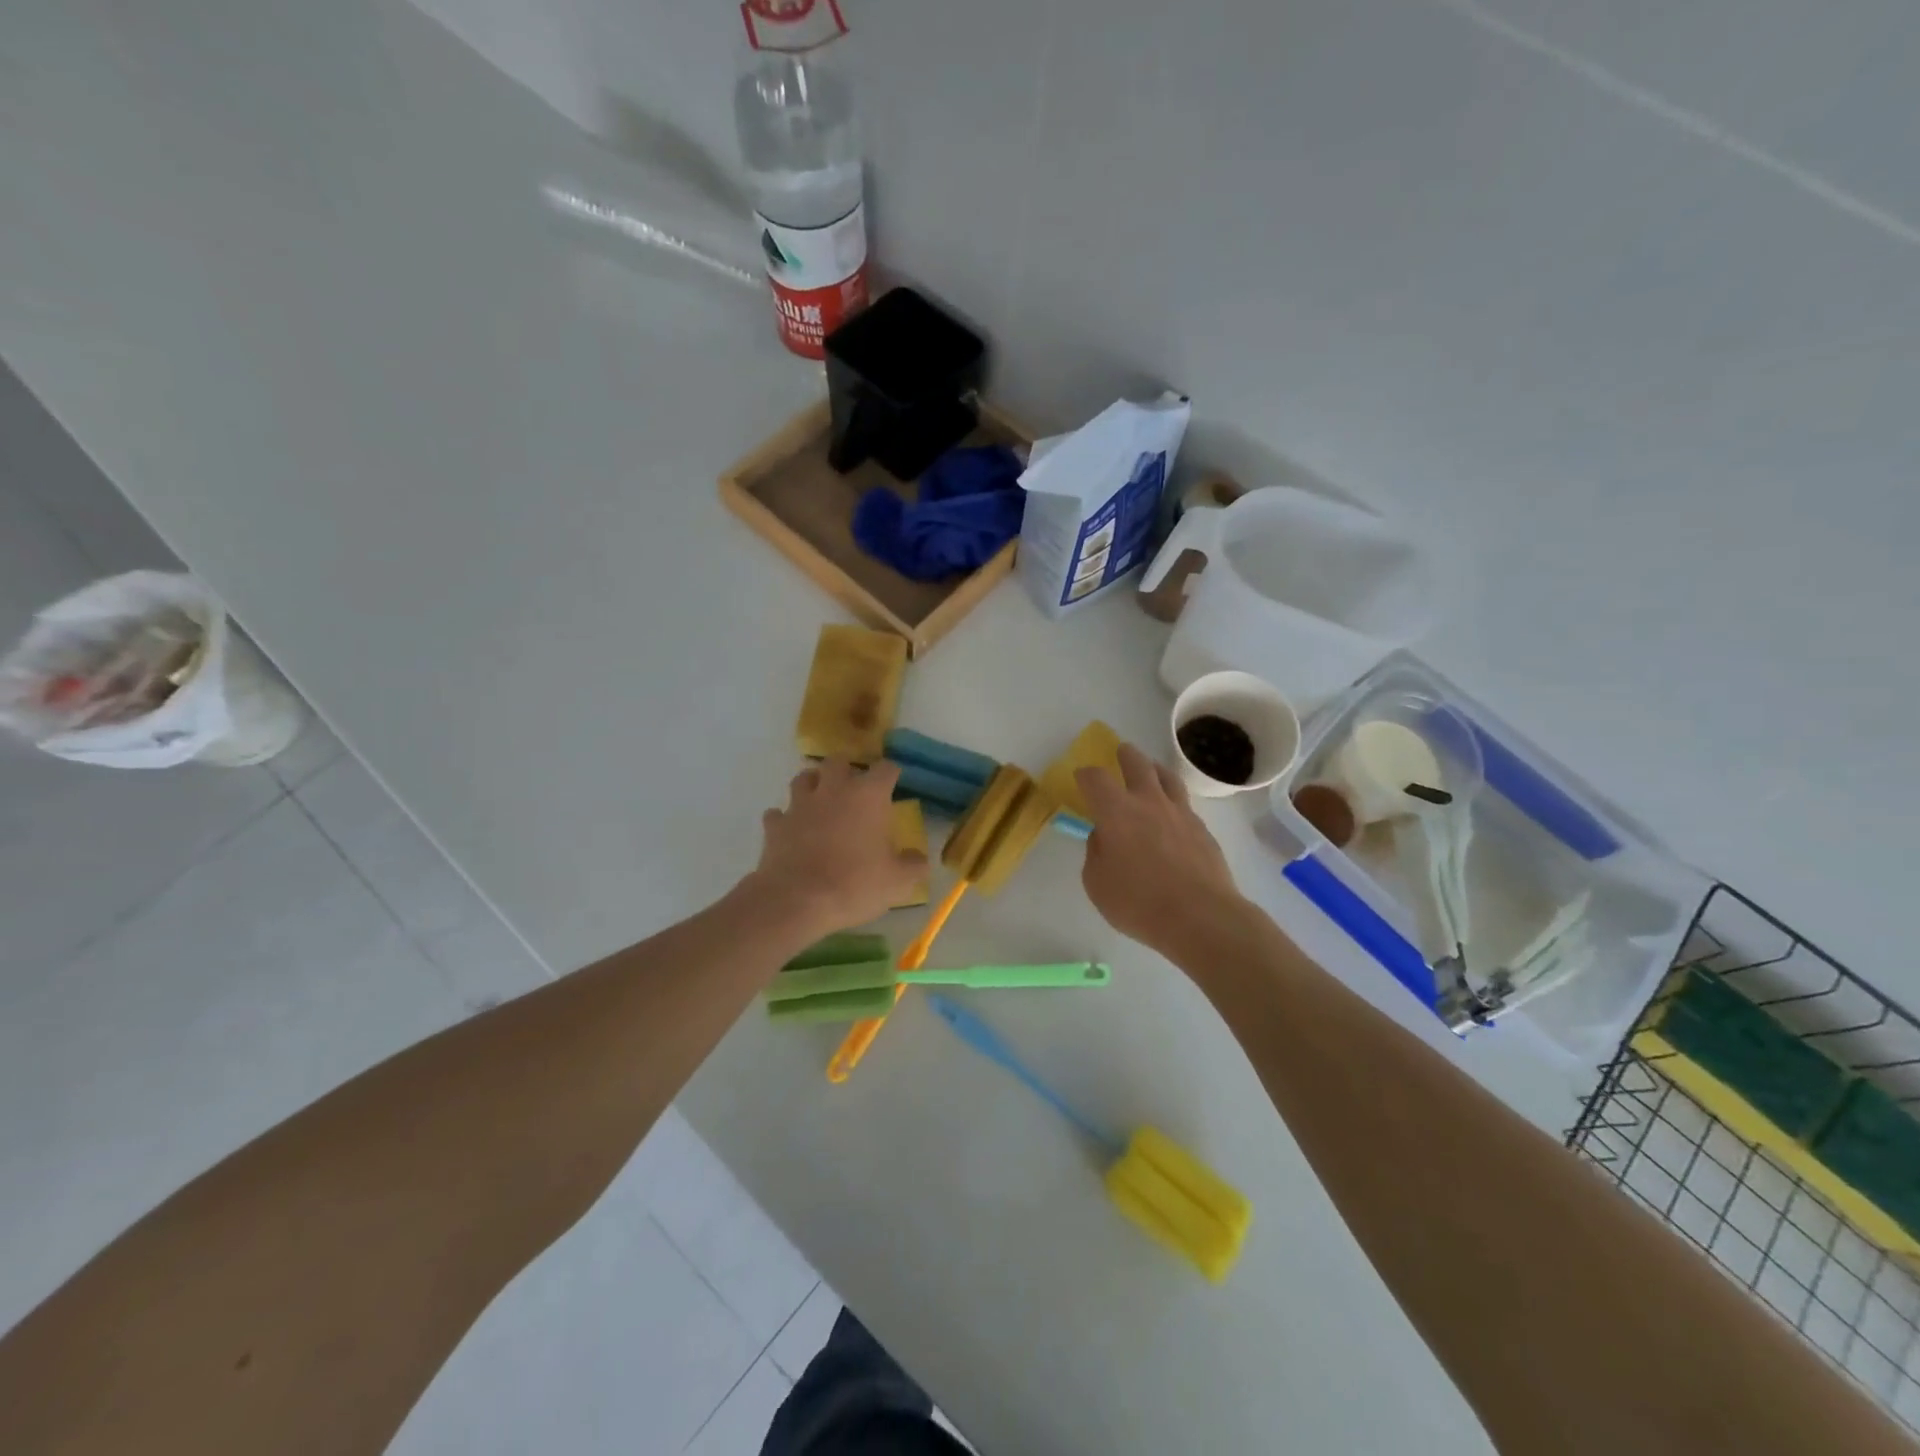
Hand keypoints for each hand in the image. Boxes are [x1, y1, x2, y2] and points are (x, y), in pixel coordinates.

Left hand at [750, 758, 925, 942]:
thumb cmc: (855, 885)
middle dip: (847, 769)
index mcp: (868, 796)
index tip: (894, 782)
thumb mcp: (898, 882)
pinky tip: (791, 831)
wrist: (796, 901)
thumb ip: (913, 865)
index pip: (885, 768)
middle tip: (854, 788)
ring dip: (813, 785)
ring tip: (821, 800)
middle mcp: (833, 790)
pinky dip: (785, 819)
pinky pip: (778, 814)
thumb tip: (918, 859)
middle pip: (838, 761)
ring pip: (803, 778)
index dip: (891, 773)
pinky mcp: (775, 826)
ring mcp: (800, 805)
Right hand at [1075, 743, 1246, 957]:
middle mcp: (1148, 802)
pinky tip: (1171, 813)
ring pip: (1167, 777)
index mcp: (1115, 811)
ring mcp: (1180, 813)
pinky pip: (1184, 804)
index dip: (1085, 775)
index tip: (1081, 778)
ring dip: (1154, 768)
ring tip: (1151, 769)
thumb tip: (1104, 836)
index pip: (1095, 778)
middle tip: (1121, 752)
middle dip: (1125, 755)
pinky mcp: (1202, 829)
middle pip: (1137, 763)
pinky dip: (1173, 800)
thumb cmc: (1138, 902)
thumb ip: (1096, 853)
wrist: (1201, 916)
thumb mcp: (1097, 883)